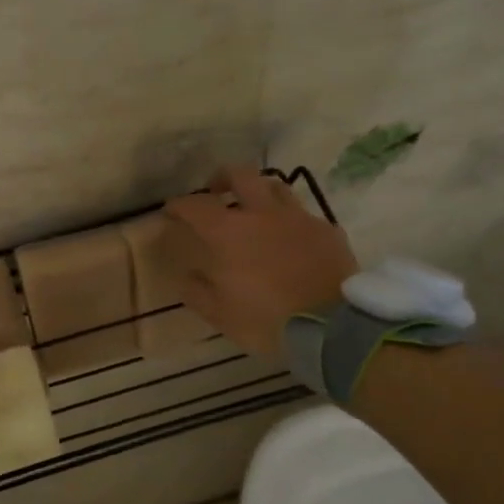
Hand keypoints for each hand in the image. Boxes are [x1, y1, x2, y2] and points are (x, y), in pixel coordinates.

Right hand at [162, 165, 358, 355]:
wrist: (333, 328)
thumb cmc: (266, 320)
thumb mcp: (219, 314)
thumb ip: (197, 291)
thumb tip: (187, 276)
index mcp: (228, 233)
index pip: (195, 206)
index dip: (179, 206)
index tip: (171, 212)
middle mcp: (262, 214)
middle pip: (240, 175)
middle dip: (222, 178)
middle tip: (215, 192)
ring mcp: (299, 219)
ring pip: (276, 187)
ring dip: (258, 192)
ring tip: (253, 209)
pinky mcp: (327, 231)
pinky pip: (303, 214)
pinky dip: (288, 220)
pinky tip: (288, 238)